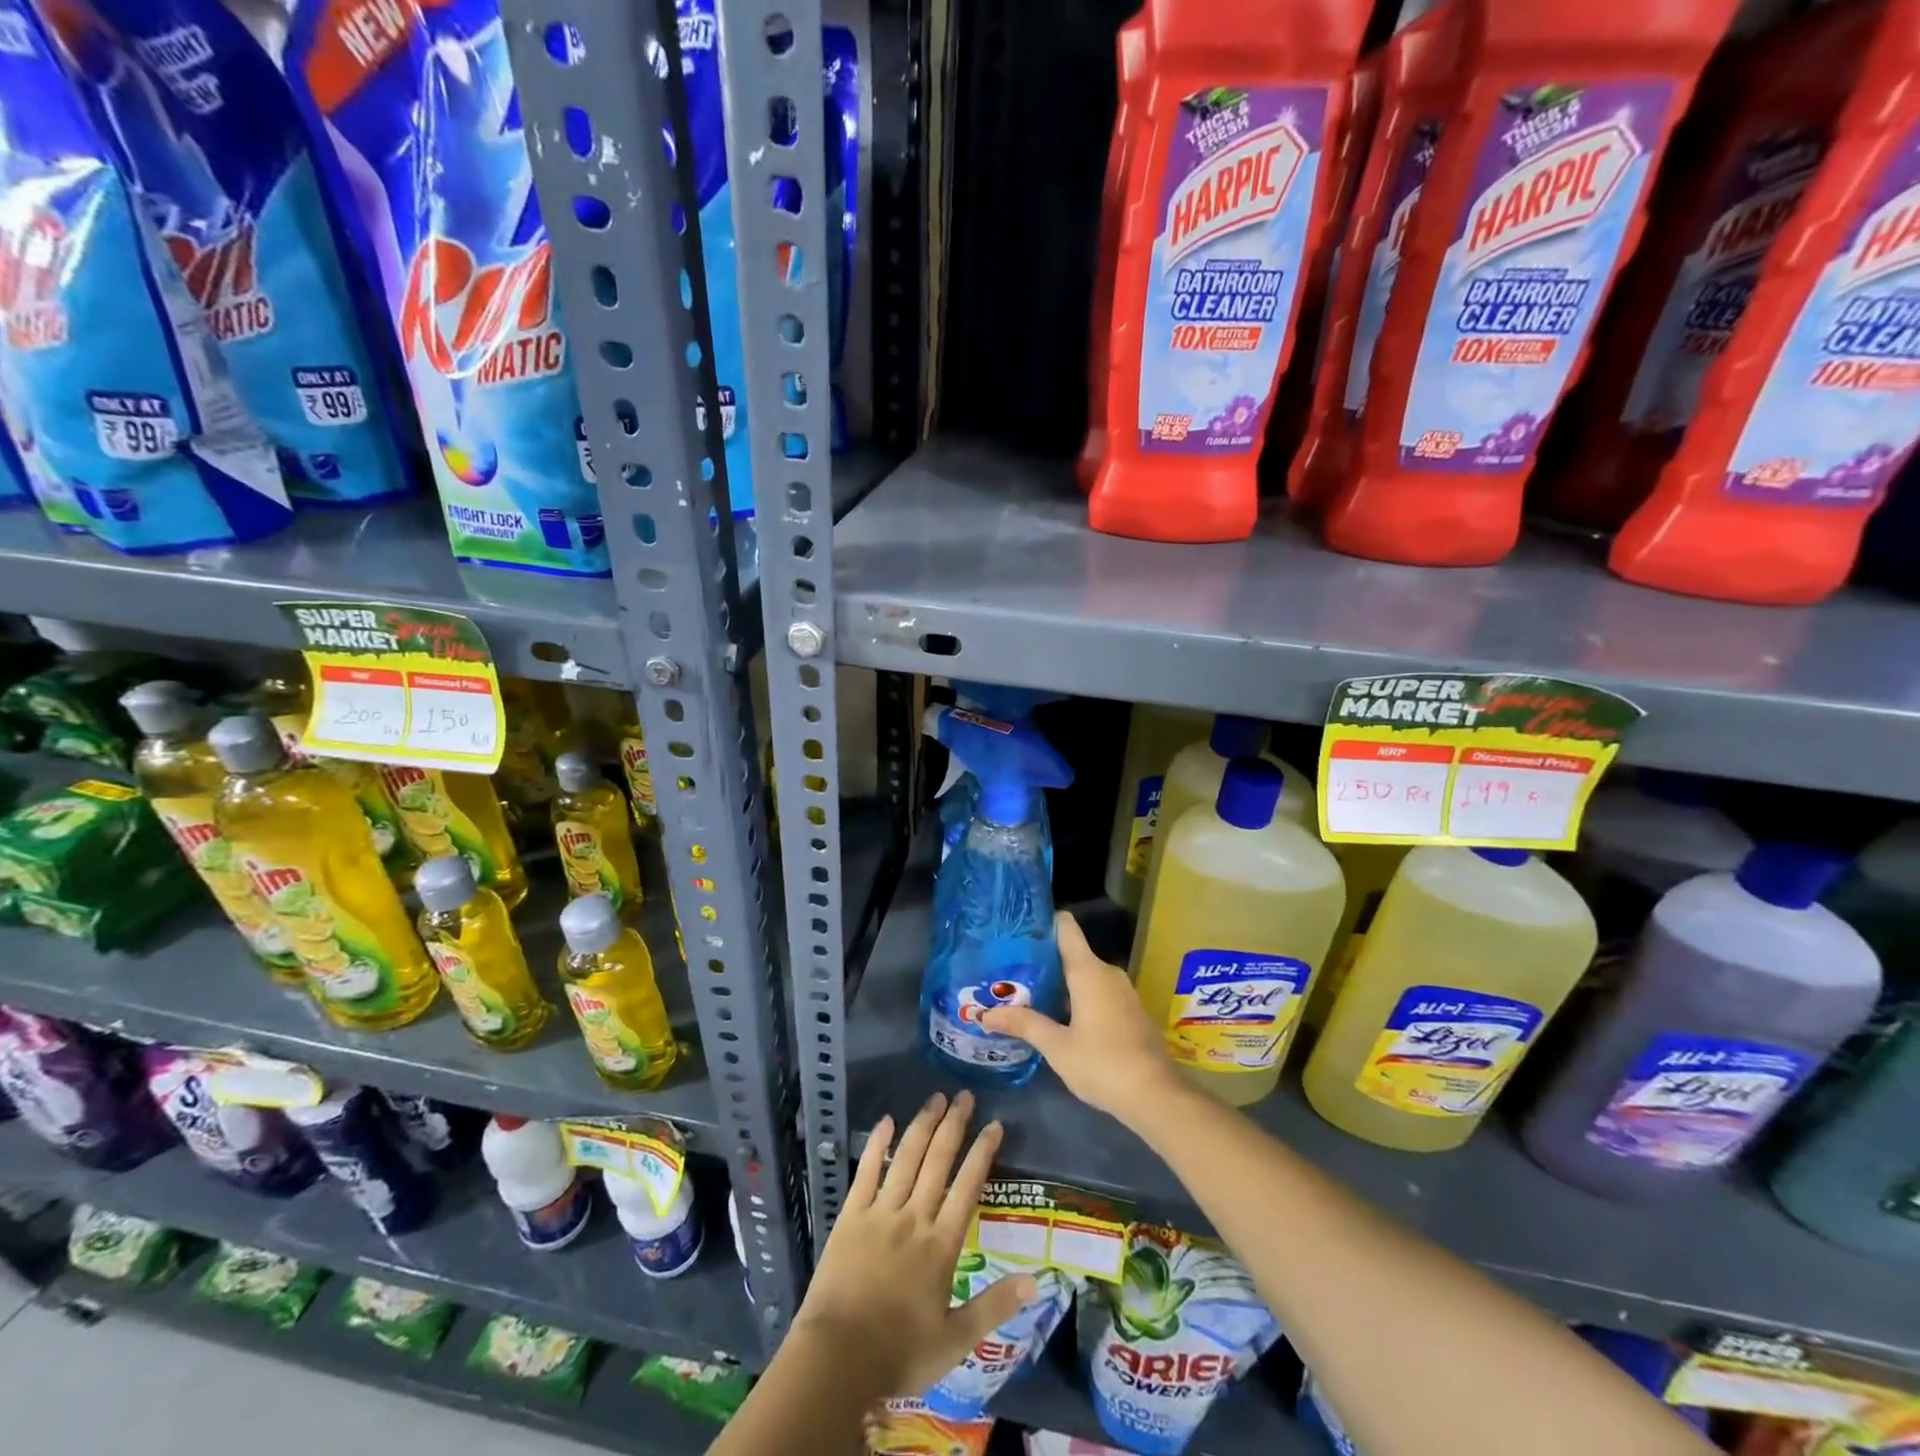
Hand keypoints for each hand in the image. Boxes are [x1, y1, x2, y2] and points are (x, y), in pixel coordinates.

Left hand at [794, 1091, 1038, 1399]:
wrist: (836, 1359)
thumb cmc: (899, 1353)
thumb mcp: (955, 1340)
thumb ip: (994, 1306)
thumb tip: (1035, 1280)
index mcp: (941, 1245)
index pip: (968, 1187)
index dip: (982, 1153)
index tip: (994, 1124)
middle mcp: (914, 1218)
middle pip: (938, 1161)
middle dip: (954, 1125)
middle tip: (964, 1095)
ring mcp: (880, 1213)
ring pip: (906, 1158)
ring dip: (922, 1125)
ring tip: (935, 1098)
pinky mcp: (851, 1216)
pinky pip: (866, 1172)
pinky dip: (877, 1145)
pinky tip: (886, 1121)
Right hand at [981, 911, 1183, 1124]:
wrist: (1157, 1096)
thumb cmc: (1102, 1063)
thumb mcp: (1057, 1046)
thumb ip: (1023, 1024)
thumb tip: (984, 1015)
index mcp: (1088, 970)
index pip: (1065, 927)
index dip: (1042, 922)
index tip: (1017, 929)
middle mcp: (1107, 972)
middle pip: (1071, 953)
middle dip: (1042, 961)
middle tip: (1010, 971)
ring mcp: (1122, 991)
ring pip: (1084, 975)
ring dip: (1059, 983)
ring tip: (1026, 994)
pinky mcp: (1130, 1011)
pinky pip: (1098, 992)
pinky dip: (1077, 998)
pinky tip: (1057, 1017)